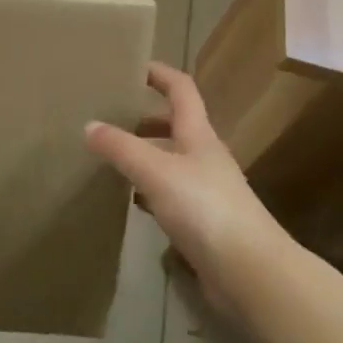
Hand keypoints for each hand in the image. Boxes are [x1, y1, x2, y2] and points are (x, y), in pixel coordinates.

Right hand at [84, 63, 280, 291]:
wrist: (253, 275)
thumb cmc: (205, 208)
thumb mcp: (156, 171)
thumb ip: (121, 147)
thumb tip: (88, 125)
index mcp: (198, 134)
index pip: (181, 88)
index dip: (158, 73)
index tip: (131, 66)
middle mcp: (205, 156)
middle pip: (176, 124)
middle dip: (145, 117)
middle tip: (111, 116)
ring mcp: (208, 191)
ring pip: (172, 161)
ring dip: (146, 155)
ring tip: (112, 158)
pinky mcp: (206, 224)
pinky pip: (172, 195)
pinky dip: (150, 191)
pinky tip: (132, 202)